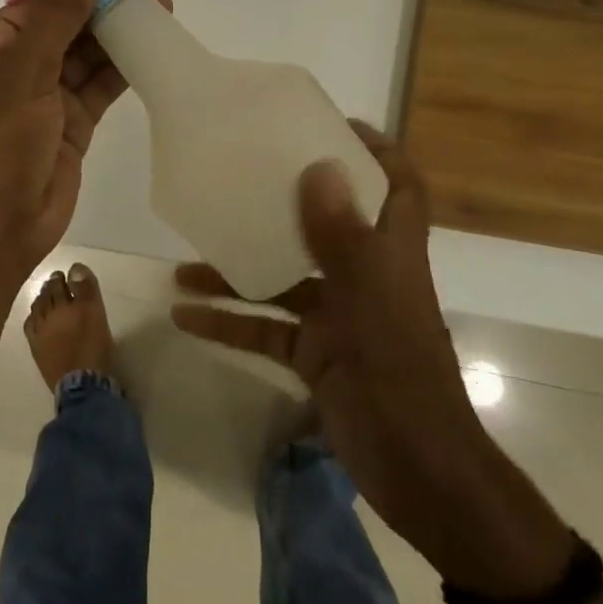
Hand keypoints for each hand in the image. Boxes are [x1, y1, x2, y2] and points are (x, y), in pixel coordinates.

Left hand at [0, 0, 170, 283]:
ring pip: (84, 57)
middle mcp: (10, 71)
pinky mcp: (69, 126)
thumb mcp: (24, 75)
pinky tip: (151, 46)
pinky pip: (97, 87)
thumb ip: (58, 17)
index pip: (35, 6)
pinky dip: (122, 68)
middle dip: (103, 6)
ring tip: (160, 7)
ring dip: (117, 34)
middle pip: (63, 28)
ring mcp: (41, 100)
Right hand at [171, 123, 487, 545]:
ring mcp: (338, 318)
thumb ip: (342, 239)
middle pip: (327, 224)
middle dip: (286, 200)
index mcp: (391, 256)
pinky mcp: (315, 356)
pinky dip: (229, 321)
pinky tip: (184, 316)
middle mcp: (365, 277)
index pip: (398, 187)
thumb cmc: (400, 382)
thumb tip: (318, 166)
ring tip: (185, 258)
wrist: (418, 478)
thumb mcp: (368, 306)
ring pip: (282, 279)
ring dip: (237, 268)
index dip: (376, 150)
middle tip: (241, 175)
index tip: (329, 124)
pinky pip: (265, 329)